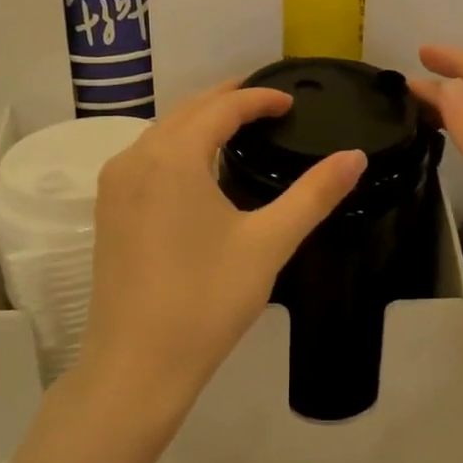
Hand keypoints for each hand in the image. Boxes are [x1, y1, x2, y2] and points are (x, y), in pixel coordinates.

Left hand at [79, 81, 364, 423]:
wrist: (137, 365)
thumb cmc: (206, 300)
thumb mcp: (268, 243)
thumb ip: (314, 194)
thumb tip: (355, 157)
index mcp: (173, 157)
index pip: (221, 108)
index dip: (258, 98)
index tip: (290, 101)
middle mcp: (135, 158)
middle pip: (186, 111)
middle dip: (226, 99)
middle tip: (267, 101)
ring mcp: (114, 185)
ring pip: (161, 133)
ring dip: (199, 121)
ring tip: (237, 125)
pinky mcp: (107, 211)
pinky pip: (145, 158)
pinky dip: (176, 146)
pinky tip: (197, 166)